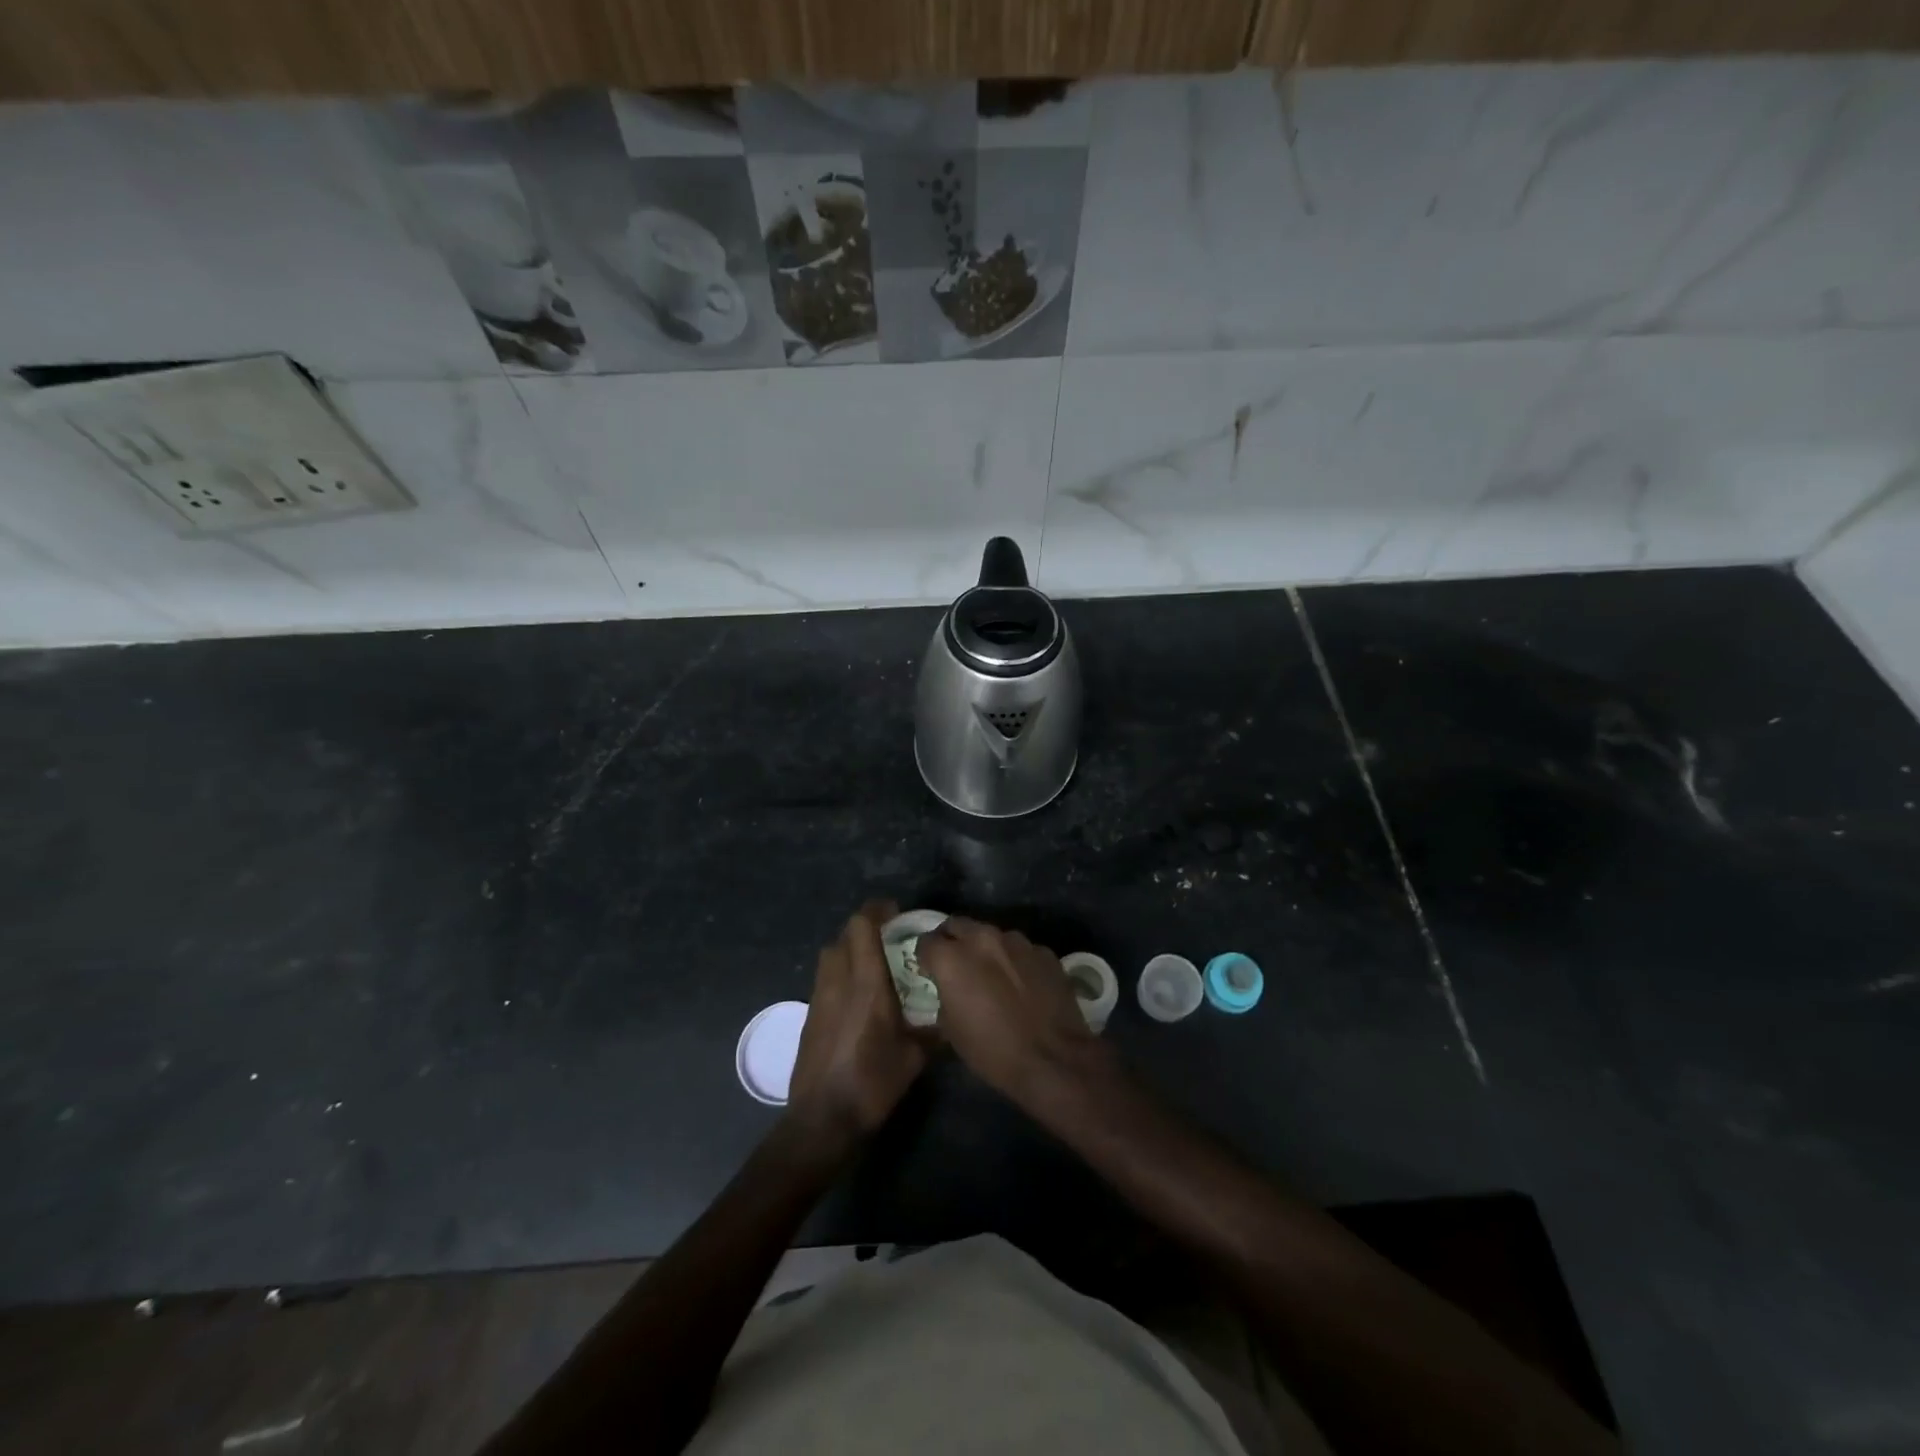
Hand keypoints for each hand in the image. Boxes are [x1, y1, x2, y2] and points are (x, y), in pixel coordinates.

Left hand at [787, 901, 926, 1145]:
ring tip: (874, 964)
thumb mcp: (915, 1057)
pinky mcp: (810, 1014)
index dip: (877, 911)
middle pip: (844, 935)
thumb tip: (950, 1015)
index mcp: (866, 983)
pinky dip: (841, 972)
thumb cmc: (872, 1083)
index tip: (896, 913)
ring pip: (831, 954)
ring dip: (850, 948)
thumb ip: (933, 1029)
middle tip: (890, 938)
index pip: (861, 926)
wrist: (823, 1119)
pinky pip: (825, 977)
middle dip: (866, 928)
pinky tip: (858, 995)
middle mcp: (838, 981)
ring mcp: (819, 997)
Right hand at [918, 917, 1105, 1103]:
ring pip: (992, 935)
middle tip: (956, 965)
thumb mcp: (951, 1031)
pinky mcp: (1043, 951)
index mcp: (952, 958)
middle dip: (952, 941)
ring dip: (986, 949)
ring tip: (993, 975)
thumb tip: (950, 990)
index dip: (926, 957)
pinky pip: (1021, 950)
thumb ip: (945, 997)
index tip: (930, 971)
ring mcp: (1017, 941)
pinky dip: (1015, 961)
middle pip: (958, 925)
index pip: (926, 941)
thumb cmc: (993, 1051)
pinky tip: (1022, 985)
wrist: (1053, 1059)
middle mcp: (982, 938)